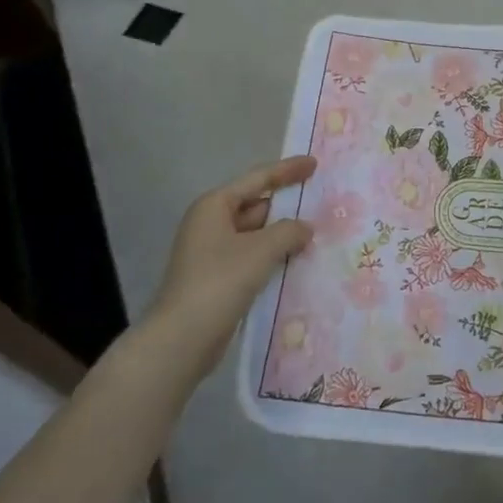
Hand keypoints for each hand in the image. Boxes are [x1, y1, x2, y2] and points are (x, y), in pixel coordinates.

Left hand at [149, 156, 316, 371]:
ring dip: (282, 234)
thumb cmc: (220, 281)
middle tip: (320, 203)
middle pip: (256, 205)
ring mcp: (212, 253)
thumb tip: (305, 228)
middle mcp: (210, 224)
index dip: (287, 170)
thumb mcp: (261, 250)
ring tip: (316, 233)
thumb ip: (289, 231)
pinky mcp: (217, 278)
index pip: (258, 179)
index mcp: (214, 206)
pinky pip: (251, 257)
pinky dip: (272, 256)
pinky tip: (296, 261)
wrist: (182, 338)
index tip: (314, 164)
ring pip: (255, 234)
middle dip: (286, 206)